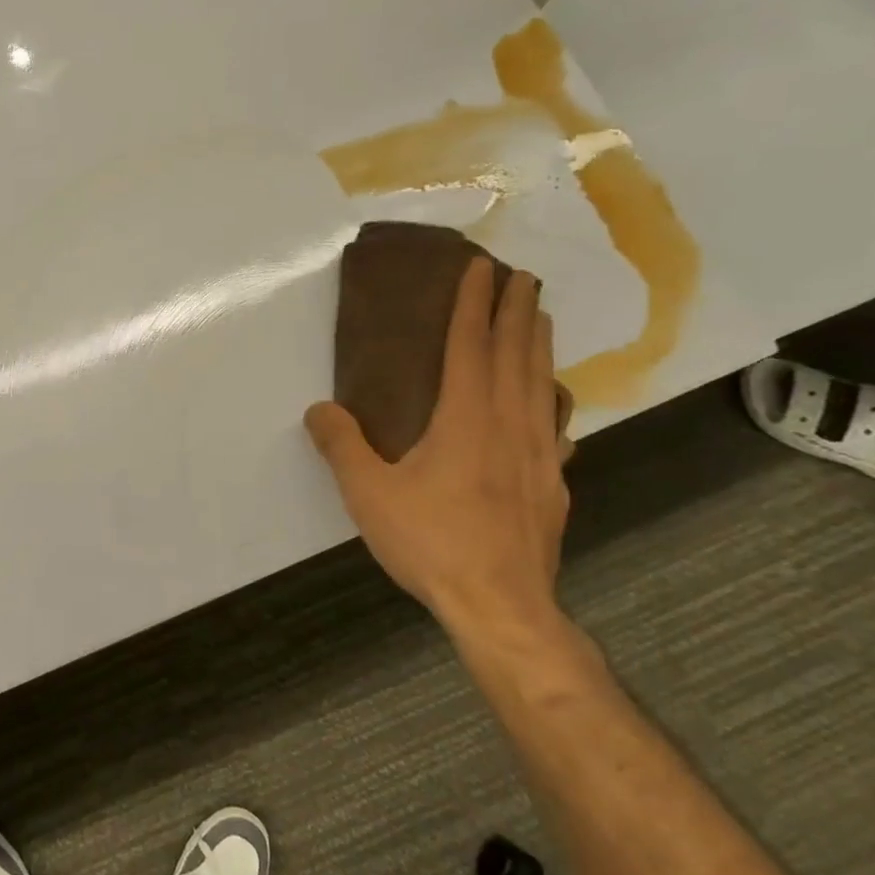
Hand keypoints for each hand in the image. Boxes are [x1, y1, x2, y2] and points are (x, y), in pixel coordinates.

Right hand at [304, 260, 568, 638]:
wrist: (501, 607)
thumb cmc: (431, 542)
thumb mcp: (368, 494)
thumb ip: (342, 446)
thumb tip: (319, 409)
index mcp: (465, 419)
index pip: (470, 347)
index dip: (474, 304)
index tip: (482, 267)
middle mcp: (509, 426)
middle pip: (517, 356)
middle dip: (518, 312)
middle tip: (524, 277)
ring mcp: (539, 456)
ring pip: (542, 386)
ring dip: (540, 347)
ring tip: (541, 319)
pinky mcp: (552, 487)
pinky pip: (556, 427)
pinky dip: (554, 401)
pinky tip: (554, 404)